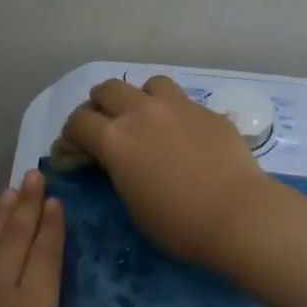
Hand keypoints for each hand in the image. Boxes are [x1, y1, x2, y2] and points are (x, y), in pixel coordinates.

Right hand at [56, 75, 278, 268]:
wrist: (238, 214)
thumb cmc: (178, 223)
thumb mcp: (132, 203)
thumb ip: (117, 171)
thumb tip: (114, 161)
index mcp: (115, 139)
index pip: (78, 122)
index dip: (69, 138)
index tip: (71, 154)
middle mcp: (142, 112)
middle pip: (108, 89)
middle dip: (99, 106)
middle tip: (103, 128)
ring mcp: (178, 107)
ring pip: (148, 83)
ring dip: (140, 98)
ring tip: (145, 119)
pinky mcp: (207, 111)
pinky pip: (183, 101)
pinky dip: (173, 112)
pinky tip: (183, 134)